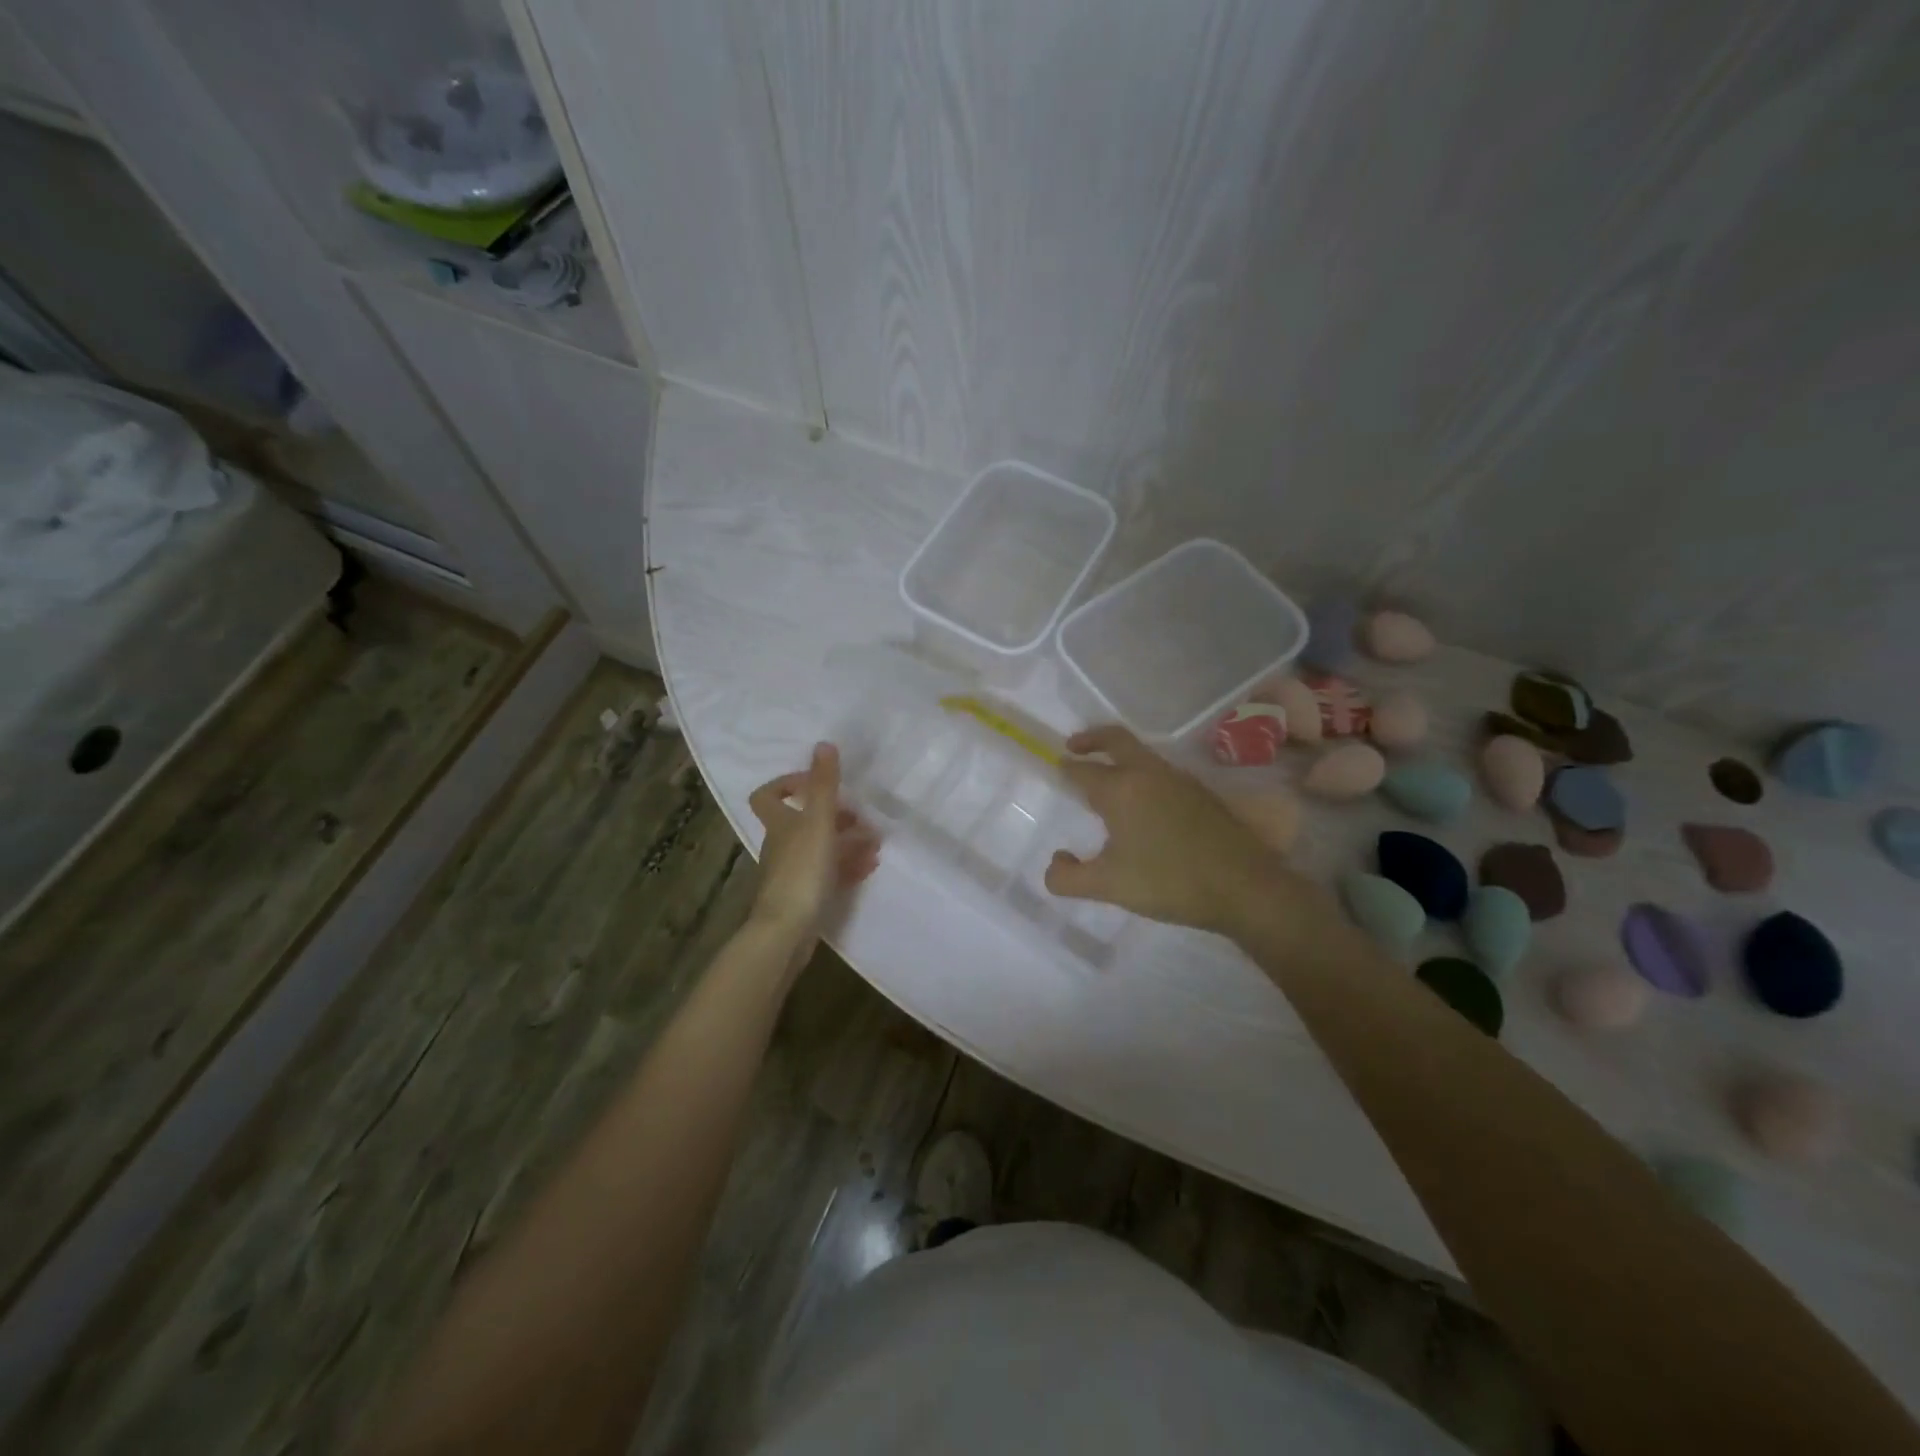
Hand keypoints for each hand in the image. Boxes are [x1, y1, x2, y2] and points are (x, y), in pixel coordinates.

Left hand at [747, 743, 879, 944]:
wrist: (787, 931)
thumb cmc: (802, 870)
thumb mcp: (818, 822)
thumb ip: (824, 785)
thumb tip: (823, 744)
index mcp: (780, 824)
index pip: (768, 795)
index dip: (789, 784)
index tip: (819, 784)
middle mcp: (783, 844)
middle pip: (805, 821)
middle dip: (836, 816)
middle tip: (862, 818)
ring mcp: (794, 872)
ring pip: (822, 848)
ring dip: (848, 841)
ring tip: (876, 842)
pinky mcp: (806, 896)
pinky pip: (830, 873)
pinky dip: (849, 866)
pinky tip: (870, 866)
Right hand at [1044, 725, 1312, 937]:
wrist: (1245, 887)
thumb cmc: (1169, 882)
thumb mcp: (1108, 886)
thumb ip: (1068, 877)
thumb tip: (1056, 861)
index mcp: (1121, 789)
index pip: (1084, 770)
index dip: (1067, 769)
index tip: (1057, 768)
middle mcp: (1149, 774)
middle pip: (1116, 739)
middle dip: (1092, 739)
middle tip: (1074, 746)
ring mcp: (1179, 780)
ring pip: (1142, 754)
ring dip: (1120, 756)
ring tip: (1107, 778)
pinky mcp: (1201, 794)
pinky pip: (1161, 771)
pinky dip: (1142, 772)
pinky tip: (1143, 803)